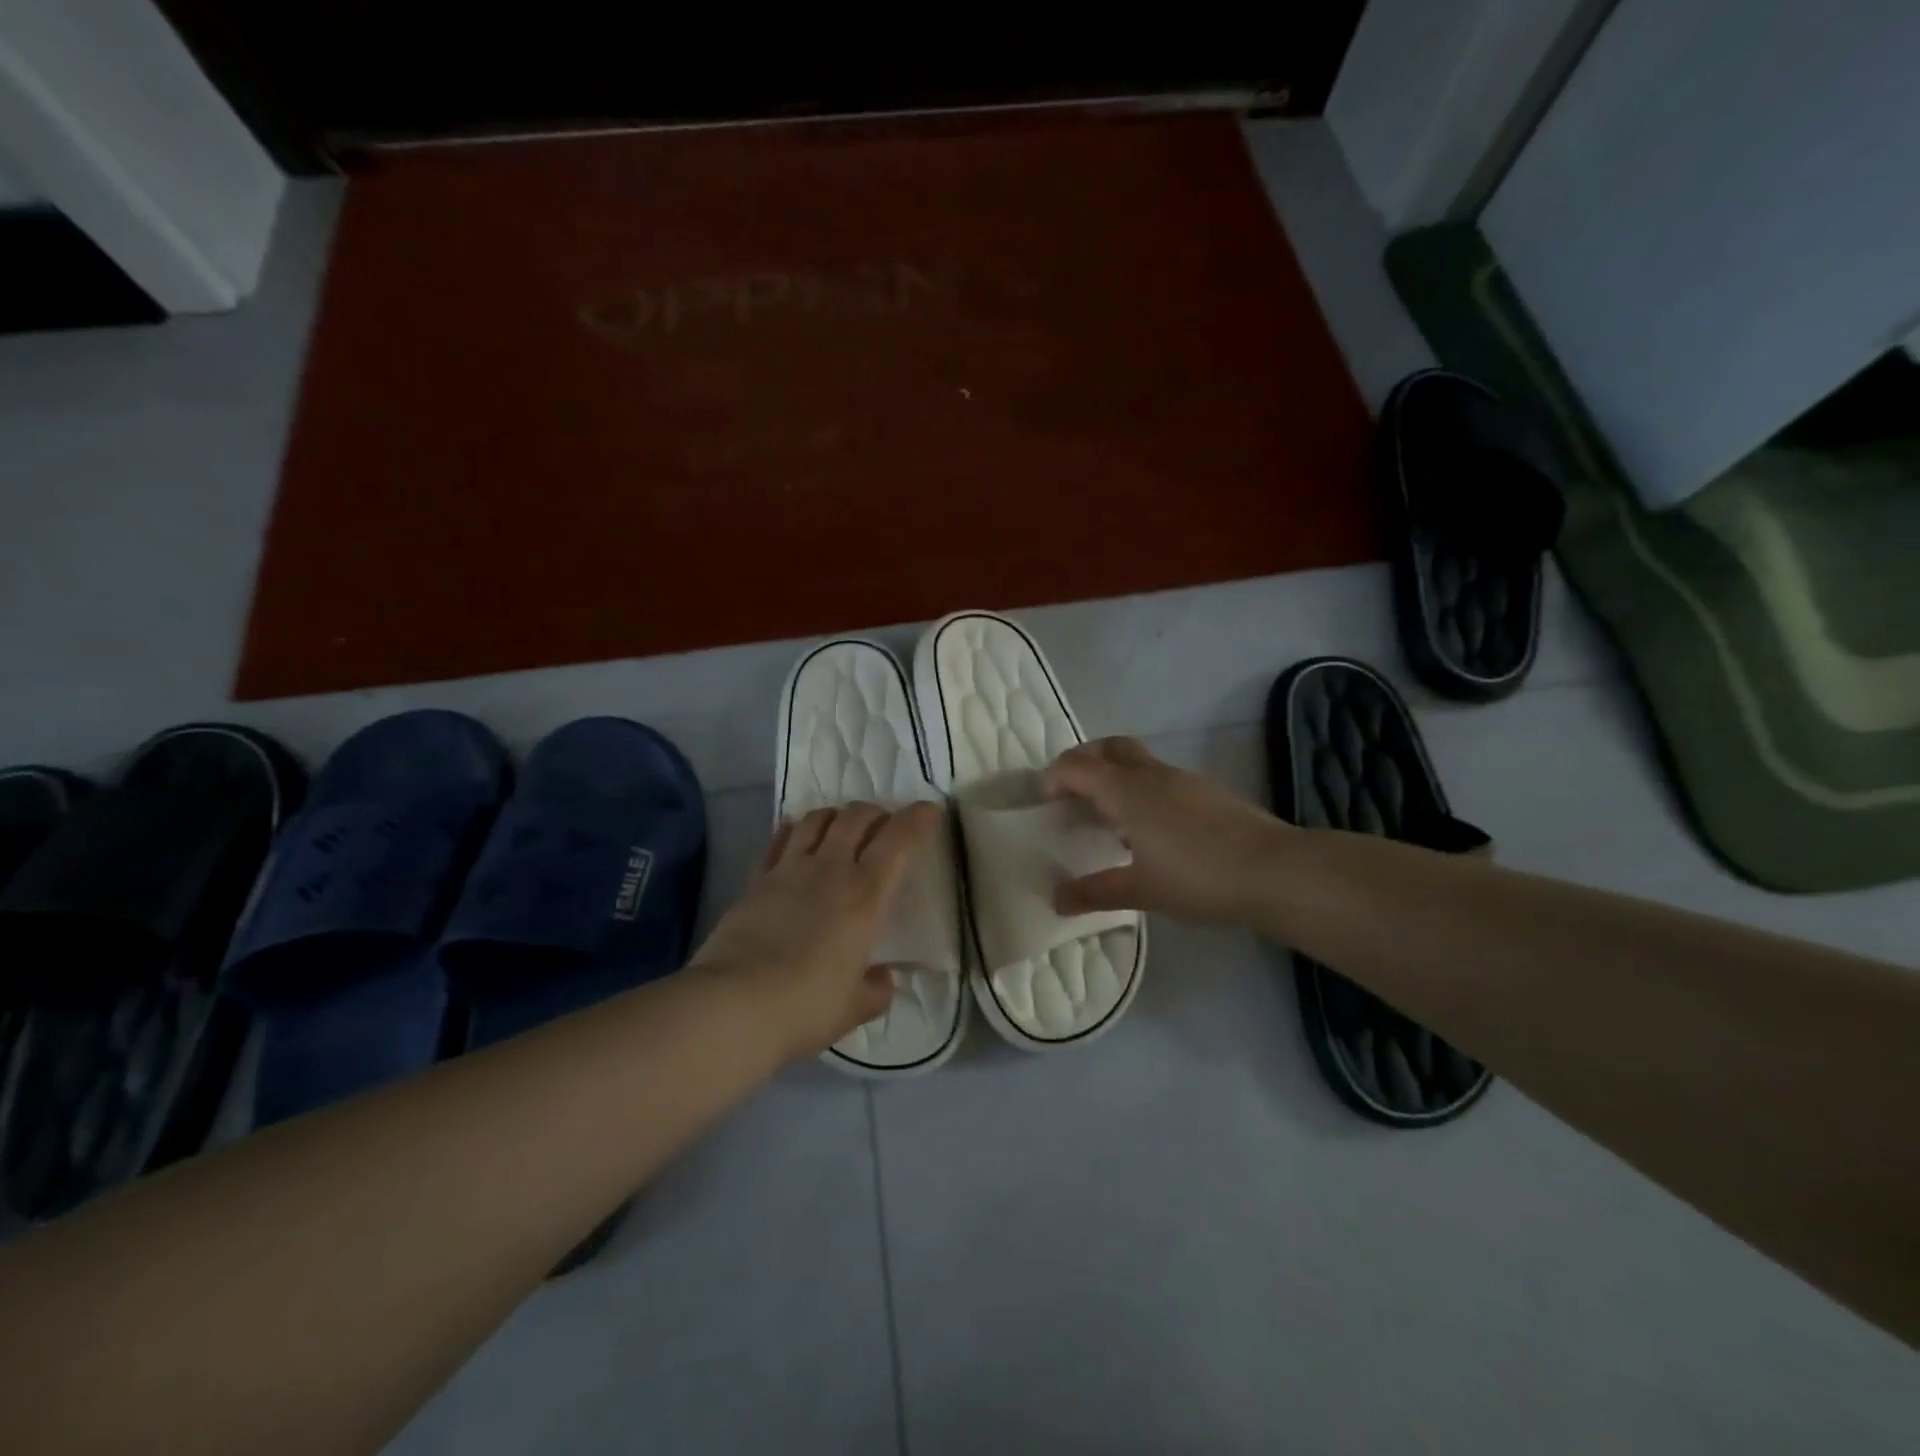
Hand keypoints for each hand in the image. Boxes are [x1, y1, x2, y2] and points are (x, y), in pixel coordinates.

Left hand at [690, 801, 939, 1060]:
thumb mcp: (855, 1007)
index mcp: (866, 896)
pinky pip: (778, 840)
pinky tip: (795, 834)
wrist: (734, 1005)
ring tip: (841, 828)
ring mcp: (789, 870)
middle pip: (856, 817)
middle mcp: (831, 870)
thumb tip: (885, 977)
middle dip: (876, 812)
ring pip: (816, 819)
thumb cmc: (806, 1006)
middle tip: (883, 824)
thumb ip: (877, 988)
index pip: (899, 841)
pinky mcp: (756, 880)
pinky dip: (792, 829)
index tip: (930, 810)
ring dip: (835, 815)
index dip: (917, 819)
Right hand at [1044, 737, 1287, 923]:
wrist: (1275, 871)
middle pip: (1109, 748)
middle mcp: (1152, 775)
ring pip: (1138, 761)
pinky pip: (1161, 778)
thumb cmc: (1198, 878)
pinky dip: (1143, 789)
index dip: (1055, 777)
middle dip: (1084, 760)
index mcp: (1126, 791)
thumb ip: (1096, 892)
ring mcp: (1184, 779)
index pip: (1078, 767)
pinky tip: (1151, 827)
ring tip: (1109, 815)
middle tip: (1072, 791)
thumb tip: (1057, 900)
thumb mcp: (1141, 890)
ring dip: (1116, 776)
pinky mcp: (1208, 791)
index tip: (1045, 800)